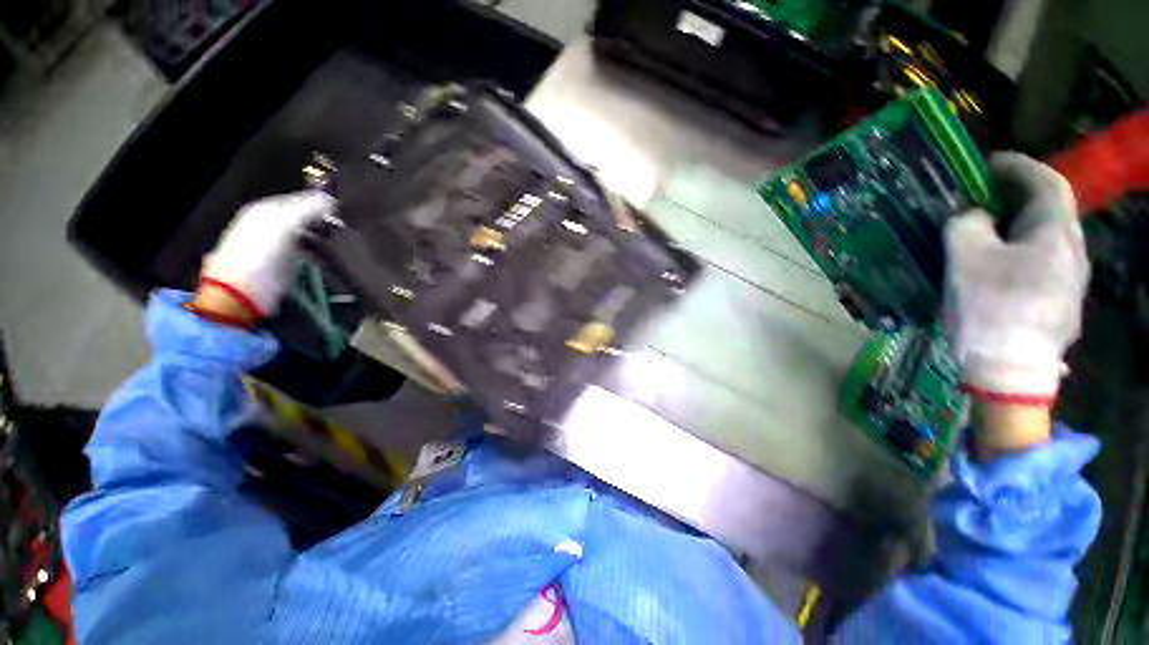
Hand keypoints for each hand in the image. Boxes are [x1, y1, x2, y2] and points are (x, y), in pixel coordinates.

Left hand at [198, 191, 335, 319]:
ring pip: (310, 235)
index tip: (343, 209)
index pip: (300, 199)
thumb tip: (333, 200)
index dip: (320, 202)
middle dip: (325, 221)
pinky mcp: (288, 265)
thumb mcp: (285, 222)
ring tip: (344, 241)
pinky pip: (311, 254)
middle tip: (346, 225)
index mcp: (266, 210)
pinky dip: (323, 254)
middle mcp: (271, 225)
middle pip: (305, 218)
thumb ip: (309, 208)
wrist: (246, 289)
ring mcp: (280, 246)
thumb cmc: (261, 251)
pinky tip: (334, 257)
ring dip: (325, 238)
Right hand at [944, 153, 1088, 453]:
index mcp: (1057, 236)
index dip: (1019, 167)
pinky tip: (997, 267)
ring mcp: (1070, 282)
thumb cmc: (990, 309)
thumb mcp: (965, 259)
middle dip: (1016, 198)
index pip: (1047, 184)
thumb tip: (973, 217)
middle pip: (1050, 212)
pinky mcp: (1059, 304)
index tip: (988, 163)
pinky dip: (1020, 252)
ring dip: (1017, 228)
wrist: (1010, 371)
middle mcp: (1073, 253)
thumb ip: (967, 225)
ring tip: (985, 232)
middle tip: (982, 198)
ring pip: (1046, 240)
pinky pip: (1042, 263)